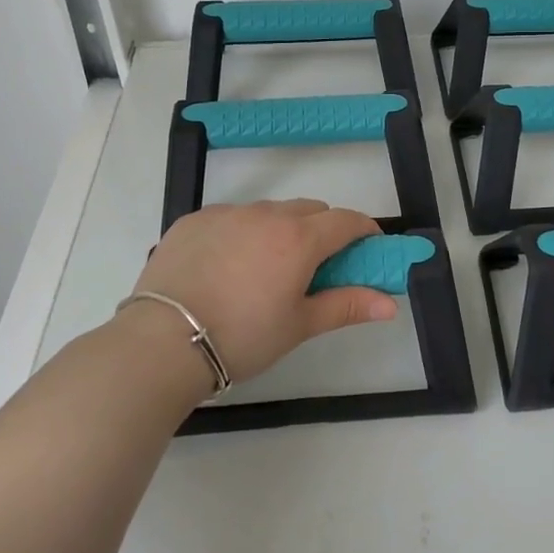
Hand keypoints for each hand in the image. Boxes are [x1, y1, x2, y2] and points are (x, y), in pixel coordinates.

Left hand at [128, 200, 396, 386]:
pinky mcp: (193, 220)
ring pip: (269, 211)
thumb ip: (347, 306)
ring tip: (266, 269)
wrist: (163, 342)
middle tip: (315, 267)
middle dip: (322, 230)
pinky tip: (227, 266)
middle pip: (309, 210)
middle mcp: (266, 215)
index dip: (364, 232)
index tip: (368, 249)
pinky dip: (242, 232)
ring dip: (281, 229)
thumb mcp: (299, 326)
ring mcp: (226, 213)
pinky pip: (231, 217)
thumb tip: (391, 304)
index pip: (346, 221)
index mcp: (299, 239)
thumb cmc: (243, 337)